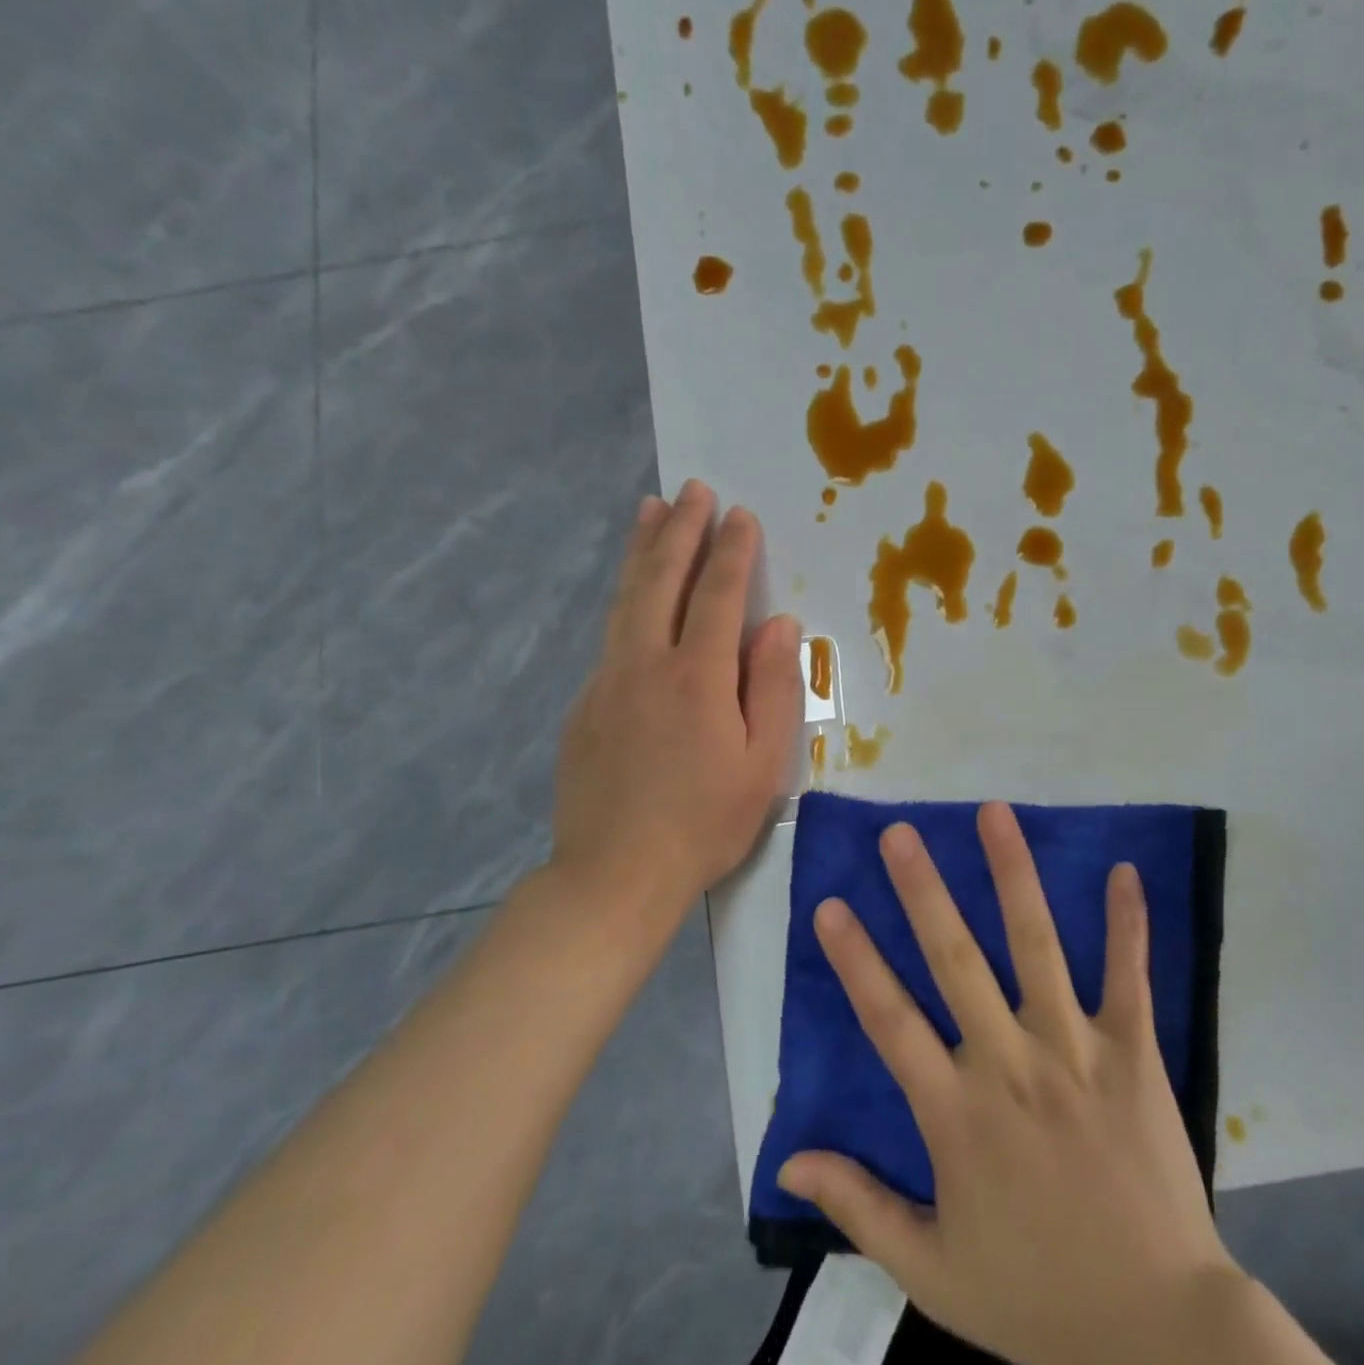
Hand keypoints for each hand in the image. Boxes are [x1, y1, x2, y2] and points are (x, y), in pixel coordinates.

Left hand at [546, 481, 800, 926]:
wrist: (616, 874)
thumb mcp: (763, 763)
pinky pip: (611, 636)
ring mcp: (607, 682)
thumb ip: (773, 687)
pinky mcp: (584, 705)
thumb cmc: (706, 823)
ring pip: (626, 599)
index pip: (717, 595)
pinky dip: (626, 599)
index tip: (741, 515)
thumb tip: (779, 624)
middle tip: (693, 490)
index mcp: (697, 677)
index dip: (732, 551)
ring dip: (642, 550)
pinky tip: (634, 595)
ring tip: (650, 509)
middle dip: (681, 530)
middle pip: (662, 580)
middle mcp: (645, 664)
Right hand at [776, 803, 1238, 1364]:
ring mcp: (1075, 1053)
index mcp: (955, 1115)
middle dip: (923, 892)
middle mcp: (1009, 1066)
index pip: (889, 1021)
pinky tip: (1122, 870)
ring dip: (1013, 877)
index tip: (830, 905)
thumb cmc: (1036, 1296)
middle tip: (900, 834)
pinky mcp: (1134, 1055)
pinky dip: (1126, 923)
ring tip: (994, 814)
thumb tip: (789, 1159)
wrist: (1157, 1331)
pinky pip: (1129, 978)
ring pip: (1037, 947)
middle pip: (955, 962)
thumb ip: (859, 1205)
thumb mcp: (931, 1270)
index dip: (855, 961)